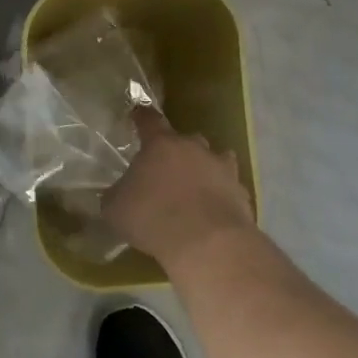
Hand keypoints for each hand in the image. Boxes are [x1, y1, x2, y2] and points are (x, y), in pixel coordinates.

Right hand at [104, 110, 254, 268]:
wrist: (207, 244)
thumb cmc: (153, 217)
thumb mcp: (116, 209)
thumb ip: (116, 195)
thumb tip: (116, 194)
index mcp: (161, 144)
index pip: (149, 119)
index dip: (142, 117)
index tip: (137, 114)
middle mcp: (194, 148)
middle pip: (186, 139)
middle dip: (177, 150)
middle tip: (167, 168)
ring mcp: (222, 169)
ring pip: (215, 159)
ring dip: (205, 169)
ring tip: (196, 187)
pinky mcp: (241, 193)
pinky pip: (229, 188)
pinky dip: (222, 196)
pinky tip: (214, 212)